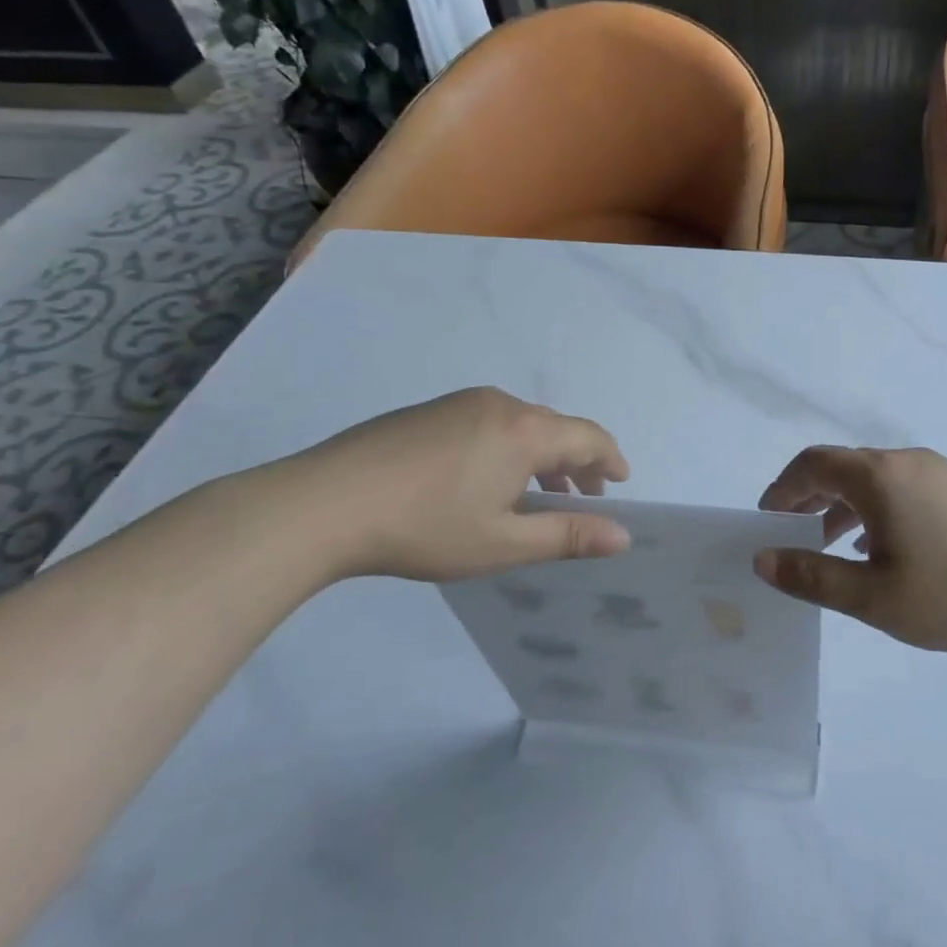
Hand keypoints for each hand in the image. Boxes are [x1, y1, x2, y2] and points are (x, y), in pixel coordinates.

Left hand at [276, 387, 630, 583]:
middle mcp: (501, 404)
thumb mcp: (503, 543)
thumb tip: (623, 536)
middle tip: (582, 500)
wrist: (323, 503)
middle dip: (577, 462)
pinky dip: (509, 447)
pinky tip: (487, 480)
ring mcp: (462, 403)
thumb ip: (567, 536)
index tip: (620, 485)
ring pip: (522, 424)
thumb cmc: (425, 527)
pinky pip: (490, 422)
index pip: (589, 436)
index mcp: (526, 431)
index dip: (611, 460)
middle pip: (557, 427)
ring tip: (537, 495)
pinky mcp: (431, 410)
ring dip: (542, 456)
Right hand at [755, 446, 946, 652]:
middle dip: (810, 496)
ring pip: (876, 479)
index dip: (783, 488)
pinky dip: (877, 508)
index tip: (767, 518)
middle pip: (844, 466)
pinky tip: (883, 546)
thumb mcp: (873, 596)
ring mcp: (941, 471)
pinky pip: (904, 487)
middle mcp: (907, 461)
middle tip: (792, 533)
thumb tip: (763, 558)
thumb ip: (812, 575)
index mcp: (879, 477)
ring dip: (844, 505)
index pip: (813, 464)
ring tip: (831, 544)